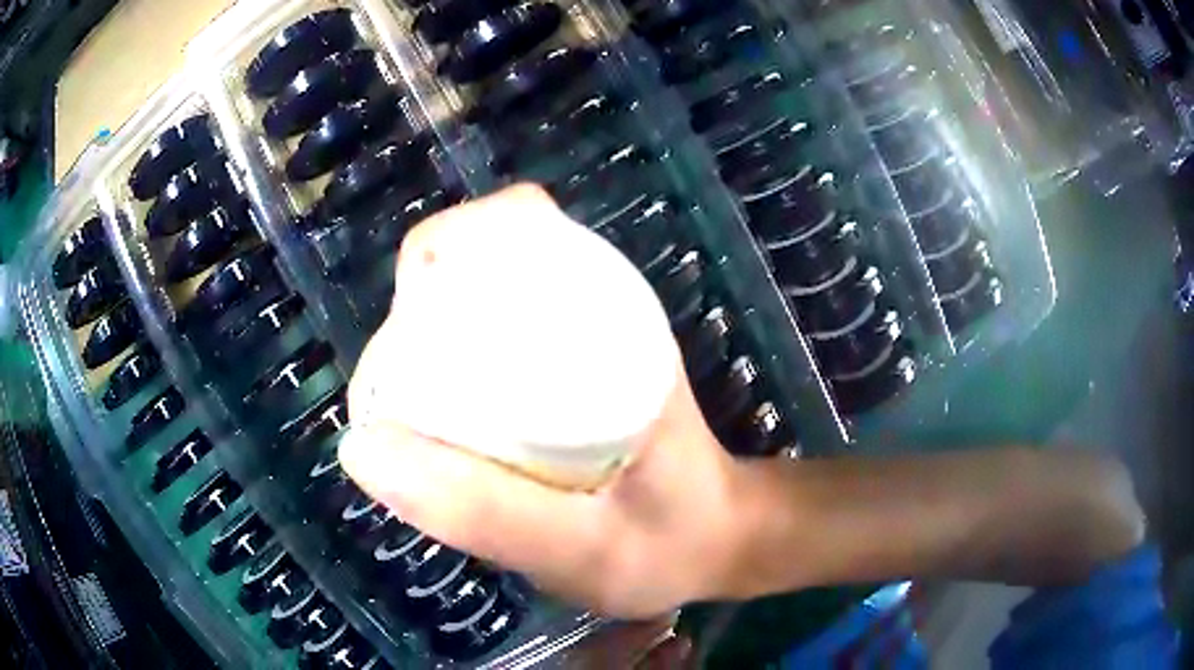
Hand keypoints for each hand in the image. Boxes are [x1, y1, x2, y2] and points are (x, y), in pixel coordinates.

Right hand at [339, 186, 753, 618]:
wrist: (716, 544)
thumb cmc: (668, 546)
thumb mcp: (581, 549)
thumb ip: (484, 512)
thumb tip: (360, 449)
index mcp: (612, 318)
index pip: (512, 229)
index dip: (439, 257)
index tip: (406, 341)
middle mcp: (594, 306)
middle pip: (479, 263)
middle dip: (420, 313)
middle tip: (403, 399)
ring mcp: (581, 334)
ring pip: (478, 301)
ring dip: (429, 341)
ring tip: (413, 416)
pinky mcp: (568, 367)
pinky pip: (491, 341)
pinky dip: (451, 364)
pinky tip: (443, 420)